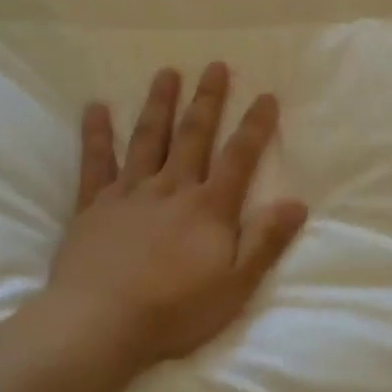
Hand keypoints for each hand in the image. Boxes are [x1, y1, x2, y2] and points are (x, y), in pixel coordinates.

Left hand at [44, 63, 308, 372]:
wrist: (98, 326)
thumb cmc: (174, 310)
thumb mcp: (235, 285)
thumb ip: (265, 241)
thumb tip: (298, 202)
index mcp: (208, 207)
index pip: (239, 157)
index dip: (255, 126)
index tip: (266, 95)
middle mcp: (172, 188)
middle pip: (193, 135)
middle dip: (207, 100)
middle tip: (215, 65)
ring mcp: (129, 193)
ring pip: (147, 139)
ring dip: (159, 104)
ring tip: (166, 72)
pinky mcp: (94, 206)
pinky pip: (95, 163)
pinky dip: (95, 134)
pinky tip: (95, 107)